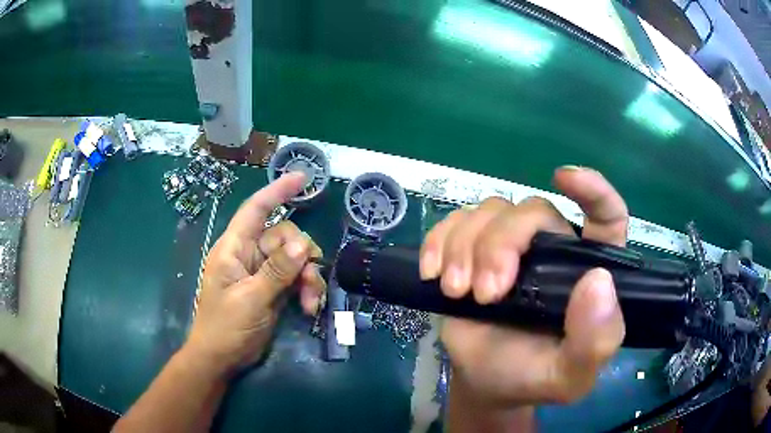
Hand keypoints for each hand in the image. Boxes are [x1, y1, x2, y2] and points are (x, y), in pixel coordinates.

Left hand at [184, 172, 325, 375]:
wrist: (222, 358)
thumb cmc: (225, 327)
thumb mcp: (251, 299)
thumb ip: (277, 271)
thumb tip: (304, 245)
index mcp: (234, 248)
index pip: (255, 210)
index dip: (277, 191)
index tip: (302, 178)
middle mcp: (249, 255)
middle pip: (284, 238)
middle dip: (303, 258)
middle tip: (311, 284)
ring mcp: (262, 273)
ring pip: (295, 260)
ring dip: (308, 279)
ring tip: (312, 303)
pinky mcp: (272, 289)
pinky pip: (296, 279)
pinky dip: (306, 290)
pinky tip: (310, 308)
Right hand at [421, 166, 627, 406]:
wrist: (485, 382)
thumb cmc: (533, 376)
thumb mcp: (571, 376)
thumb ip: (595, 341)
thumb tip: (597, 281)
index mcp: (588, 271)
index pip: (607, 216)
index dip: (593, 190)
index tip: (563, 178)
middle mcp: (555, 247)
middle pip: (532, 211)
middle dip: (501, 245)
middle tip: (484, 293)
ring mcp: (512, 245)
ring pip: (490, 211)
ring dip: (465, 247)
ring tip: (456, 291)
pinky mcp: (472, 248)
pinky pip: (454, 221)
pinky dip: (439, 241)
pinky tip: (433, 273)